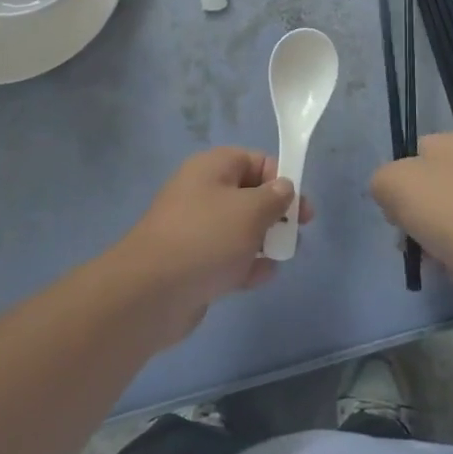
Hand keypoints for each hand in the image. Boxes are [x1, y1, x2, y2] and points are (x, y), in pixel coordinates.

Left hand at [107, 148, 313, 343]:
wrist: (152, 292)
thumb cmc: (207, 239)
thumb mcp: (251, 211)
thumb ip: (275, 197)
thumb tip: (283, 188)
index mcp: (212, 168)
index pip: (255, 160)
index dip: (281, 179)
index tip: (300, 206)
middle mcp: (202, 192)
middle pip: (249, 195)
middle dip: (275, 215)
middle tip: (294, 234)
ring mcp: (195, 228)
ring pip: (240, 229)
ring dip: (262, 242)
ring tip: (276, 259)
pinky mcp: (193, 262)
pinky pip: (227, 256)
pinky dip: (244, 265)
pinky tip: (256, 279)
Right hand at [371, 131, 452, 293]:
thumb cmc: (446, 210)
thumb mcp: (391, 183)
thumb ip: (382, 181)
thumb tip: (392, 195)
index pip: (417, 151)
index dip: (399, 179)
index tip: (394, 209)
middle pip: (435, 185)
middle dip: (417, 213)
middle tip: (408, 239)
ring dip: (437, 236)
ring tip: (431, 260)